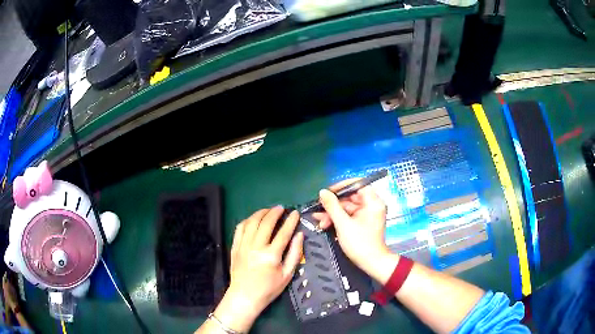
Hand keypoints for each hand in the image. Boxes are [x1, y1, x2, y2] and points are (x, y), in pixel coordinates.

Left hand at [214, 206, 302, 331]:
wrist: (245, 296)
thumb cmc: (269, 288)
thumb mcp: (287, 275)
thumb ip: (294, 254)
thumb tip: (299, 235)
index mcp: (271, 255)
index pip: (283, 232)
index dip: (291, 221)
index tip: (295, 213)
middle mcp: (256, 247)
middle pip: (266, 223)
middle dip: (275, 212)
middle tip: (281, 208)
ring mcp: (243, 245)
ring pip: (251, 222)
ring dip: (261, 213)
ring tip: (268, 210)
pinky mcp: (235, 247)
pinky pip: (240, 228)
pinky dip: (248, 220)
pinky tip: (253, 219)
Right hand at [313, 180, 391, 278]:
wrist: (371, 263)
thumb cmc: (360, 243)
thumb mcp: (343, 224)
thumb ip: (332, 206)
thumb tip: (322, 191)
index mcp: (372, 202)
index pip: (358, 184)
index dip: (342, 186)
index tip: (328, 192)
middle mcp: (371, 205)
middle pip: (350, 197)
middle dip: (333, 205)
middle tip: (318, 209)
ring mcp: (367, 214)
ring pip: (347, 208)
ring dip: (332, 214)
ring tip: (319, 221)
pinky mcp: (362, 222)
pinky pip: (348, 216)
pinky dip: (338, 219)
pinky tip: (325, 224)